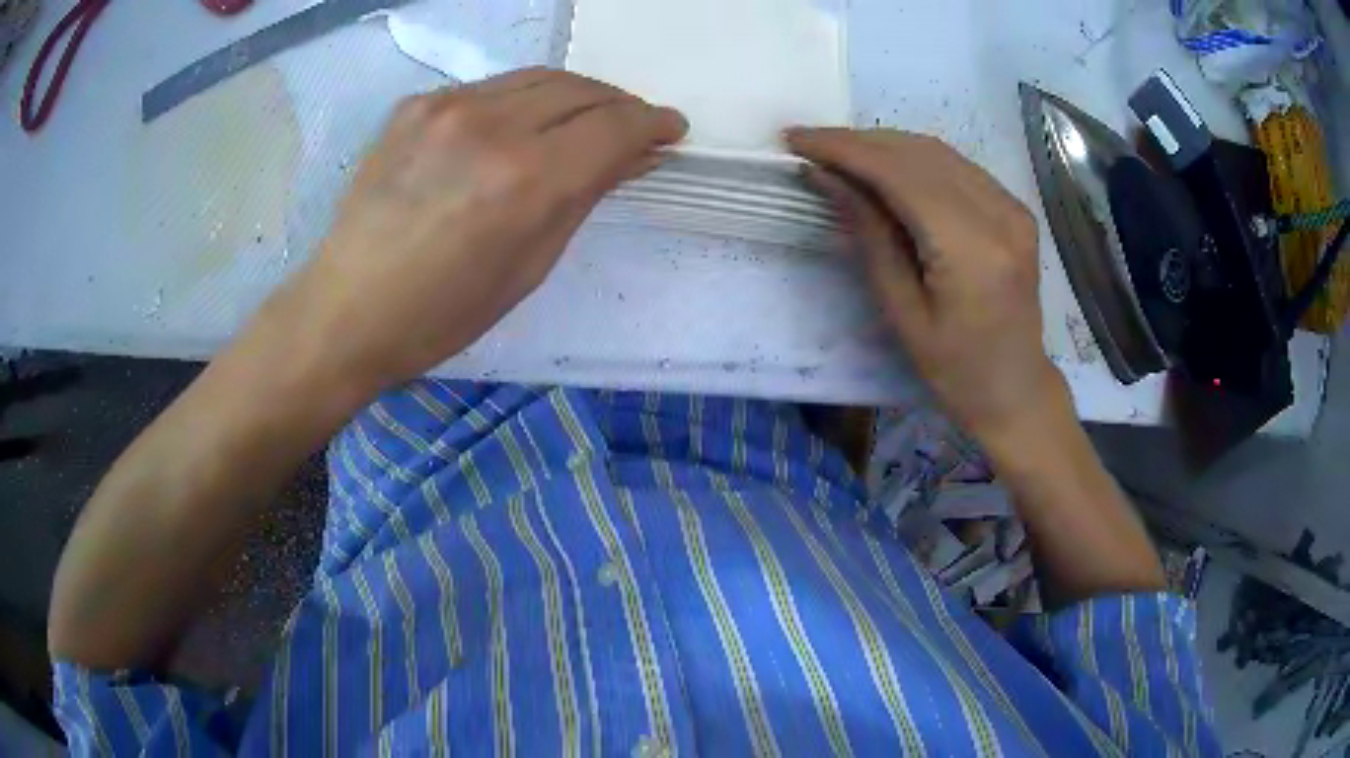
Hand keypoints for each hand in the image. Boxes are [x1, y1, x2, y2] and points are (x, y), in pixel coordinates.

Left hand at [281, 69, 686, 391]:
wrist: (347, 309)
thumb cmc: (442, 314)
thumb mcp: (529, 266)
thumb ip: (585, 196)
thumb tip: (633, 157)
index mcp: (526, 179)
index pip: (615, 125)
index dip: (653, 123)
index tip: (670, 130)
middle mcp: (491, 125)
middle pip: (582, 89)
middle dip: (619, 105)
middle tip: (632, 127)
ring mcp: (447, 107)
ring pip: (538, 77)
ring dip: (574, 95)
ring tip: (583, 120)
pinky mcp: (416, 105)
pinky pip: (491, 88)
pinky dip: (520, 100)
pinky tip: (517, 126)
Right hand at [788, 129, 1067, 453]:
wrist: (1016, 389)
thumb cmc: (955, 371)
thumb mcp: (902, 312)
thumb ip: (868, 236)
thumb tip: (826, 177)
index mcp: (972, 251)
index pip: (901, 174)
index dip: (845, 149)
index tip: (797, 139)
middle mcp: (1000, 216)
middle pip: (919, 153)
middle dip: (859, 142)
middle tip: (810, 144)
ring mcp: (1013, 209)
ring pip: (939, 152)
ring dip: (885, 146)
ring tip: (840, 154)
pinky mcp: (1016, 210)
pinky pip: (958, 167)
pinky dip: (916, 160)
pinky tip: (886, 168)